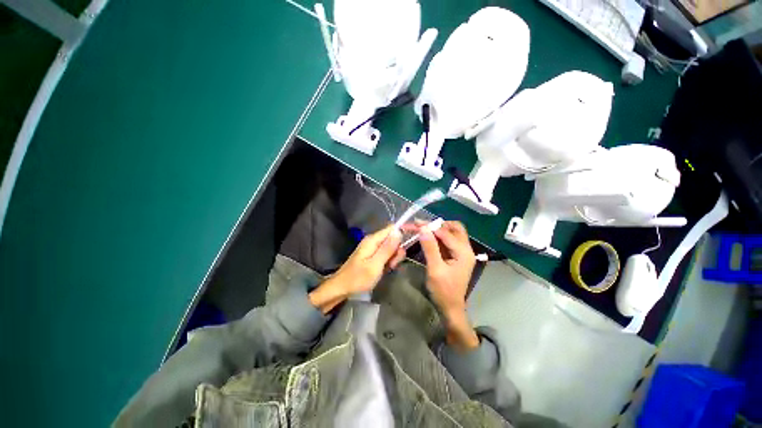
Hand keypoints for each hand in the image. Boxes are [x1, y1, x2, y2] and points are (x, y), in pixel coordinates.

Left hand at [309, 225, 404, 313]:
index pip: (392, 228)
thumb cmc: (358, 278)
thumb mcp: (375, 264)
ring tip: (388, 268)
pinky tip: (385, 269)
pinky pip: (385, 254)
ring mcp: (372, 248)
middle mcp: (373, 241)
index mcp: (373, 240)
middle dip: (397, 250)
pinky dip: (388, 261)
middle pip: (393, 238)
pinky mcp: (372, 255)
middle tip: (393, 264)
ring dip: (393, 258)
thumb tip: (398, 231)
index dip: (403, 232)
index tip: (410, 242)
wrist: (341, 288)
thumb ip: (387, 248)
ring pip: (390, 248)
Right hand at [416, 221, 478, 350]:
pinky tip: (428, 237)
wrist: (450, 308)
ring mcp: (462, 252)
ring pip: (452, 233)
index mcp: (463, 252)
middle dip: (438, 224)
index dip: (430, 226)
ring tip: (423, 228)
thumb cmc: (443, 291)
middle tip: (422, 225)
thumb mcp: (435, 269)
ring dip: (438, 229)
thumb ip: (430, 247)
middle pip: (454, 228)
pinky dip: (438, 236)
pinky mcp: (456, 256)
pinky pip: (448, 240)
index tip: (415, 223)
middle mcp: (465, 249)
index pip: (446, 233)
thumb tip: (423, 228)